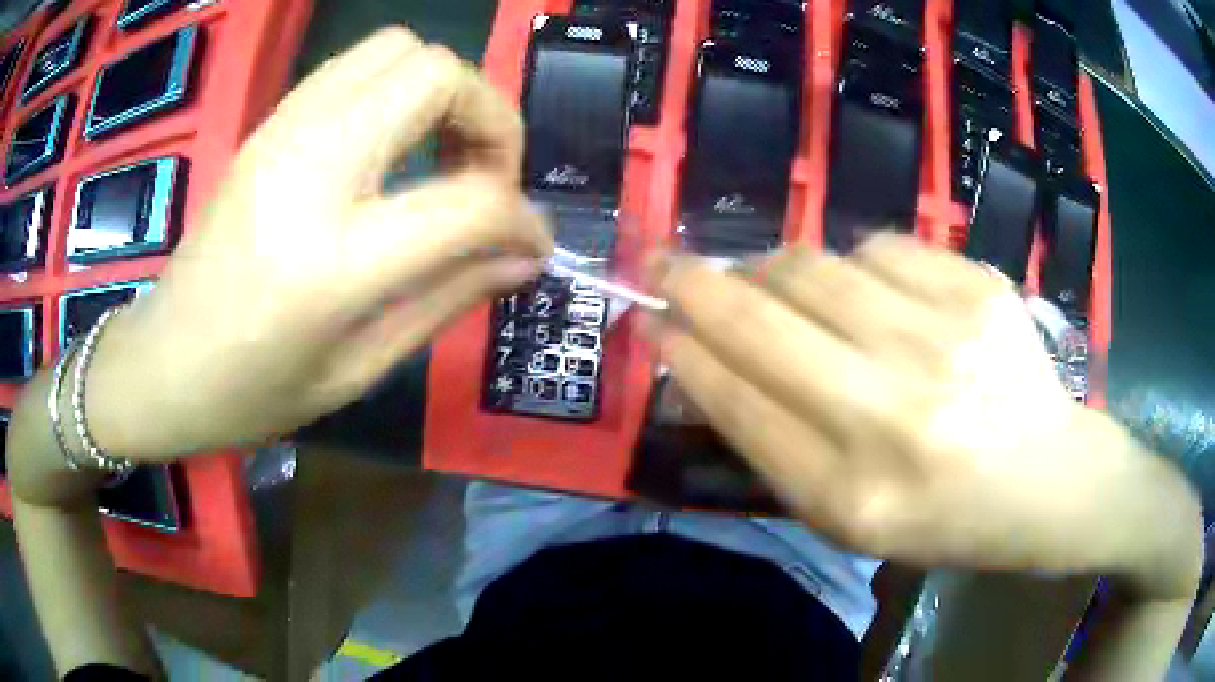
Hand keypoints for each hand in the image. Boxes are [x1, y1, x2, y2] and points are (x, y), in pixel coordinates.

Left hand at [85, 27, 551, 459]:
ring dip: (444, 92)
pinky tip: (391, 146)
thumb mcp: (356, 370)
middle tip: (485, 180)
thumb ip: (447, 298)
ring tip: (442, 156)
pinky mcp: (269, 123)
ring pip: (399, 49)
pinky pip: (357, 65)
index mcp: (331, 259)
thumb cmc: (250, 393)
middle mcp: (308, 167)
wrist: (160, 363)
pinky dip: (398, 89)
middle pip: (438, 75)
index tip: (531, 244)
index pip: (468, 201)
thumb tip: (523, 256)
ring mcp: (282, 132)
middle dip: (490, 118)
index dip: (522, 218)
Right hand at [649, 236, 1201, 599]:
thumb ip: (775, 441)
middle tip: (663, 261)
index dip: (684, 350)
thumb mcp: (852, 517)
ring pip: (816, 266)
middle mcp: (896, 415)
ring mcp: (946, 340)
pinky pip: (881, 247)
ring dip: (776, 270)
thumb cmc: (945, 517)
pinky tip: (878, 297)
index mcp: (854, 497)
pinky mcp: (980, 288)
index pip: (737, 401)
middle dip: (694, 282)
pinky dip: (858, 265)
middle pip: (762, 321)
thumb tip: (705, 354)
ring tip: (780, 284)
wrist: (1049, 480)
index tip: (652, 316)